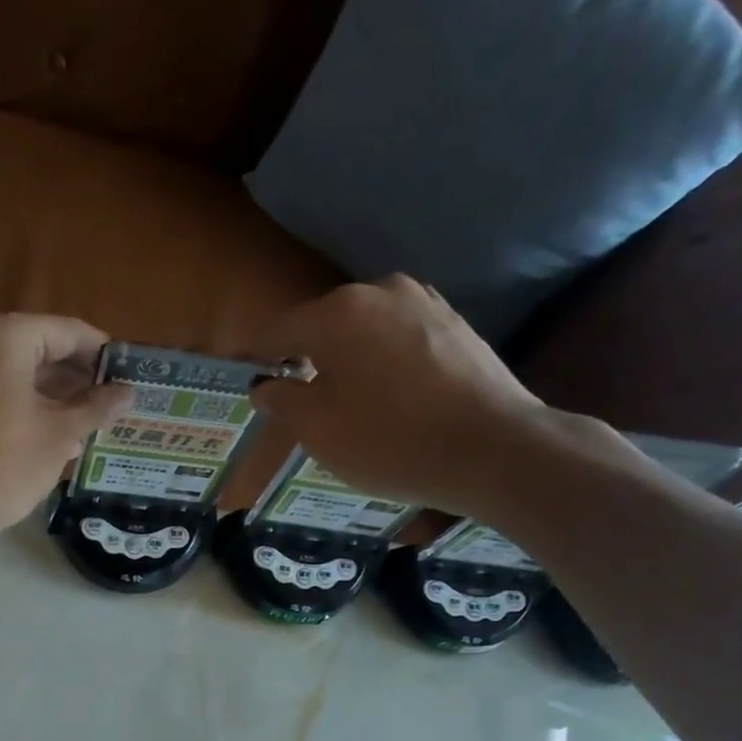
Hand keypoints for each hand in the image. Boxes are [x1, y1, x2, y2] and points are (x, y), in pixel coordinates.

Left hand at [0, 312, 132, 538]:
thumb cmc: (9, 461)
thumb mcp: (62, 433)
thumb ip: (97, 407)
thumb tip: (128, 393)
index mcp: (10, 336)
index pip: (71, 333)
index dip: (104, 356)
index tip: (131, 377)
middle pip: (47, 350)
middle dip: (82, 379)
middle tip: (116, 404)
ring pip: (27, 374)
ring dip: (61, 398)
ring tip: (96, 424)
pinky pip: (7, 392)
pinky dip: (34, 408)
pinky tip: (63, 437)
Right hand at [249, 276, 630, 521]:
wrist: (490, 448)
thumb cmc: (388, 440)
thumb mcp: (318, 430)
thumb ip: (283, 401)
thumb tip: (265, 386)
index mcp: (336, 313)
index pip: (278, 331)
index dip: (259, 359)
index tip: (251, 385)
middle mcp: (379, 291)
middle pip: (324, 326)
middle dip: (306, 360)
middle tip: (301, 404)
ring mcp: (423, 303)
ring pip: (364, 332)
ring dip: (348, 361)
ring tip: (348, 405)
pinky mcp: (455, 323)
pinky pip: (399, 340)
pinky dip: (383, 364)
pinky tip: (390, 399)